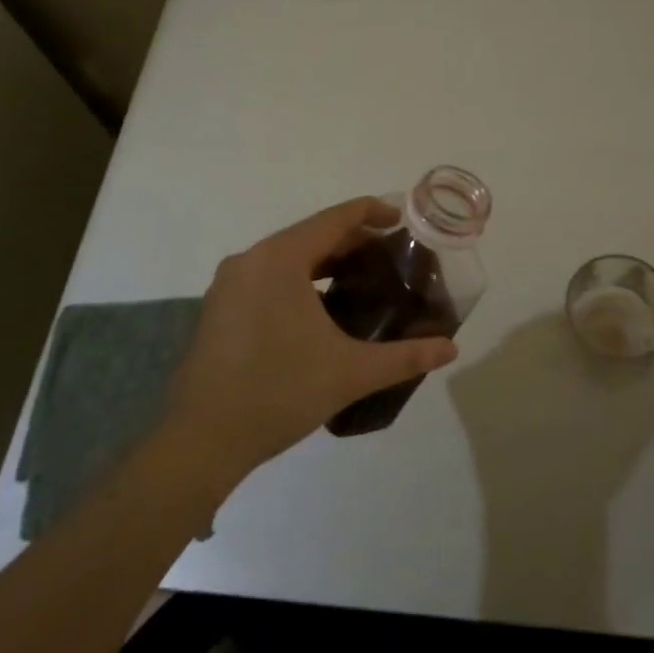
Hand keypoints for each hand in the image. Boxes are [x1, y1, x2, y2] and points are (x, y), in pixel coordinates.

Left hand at [162, 197, 460, 486]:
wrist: (202, 440)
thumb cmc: (280, 392)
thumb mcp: (350, 372)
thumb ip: (404, 357)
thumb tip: (451, 348)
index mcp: (279, 259)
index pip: (333, 219)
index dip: (370, 212)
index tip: (400, 218)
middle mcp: (250, 260)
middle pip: (310, 235)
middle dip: (351, 240)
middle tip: (389, 255)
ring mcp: (229, 284)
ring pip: (286, 257)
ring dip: (324, 261)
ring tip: (361, 278)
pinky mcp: (219, 308)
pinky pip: (267, 277)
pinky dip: (299, 280)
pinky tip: (321, 308)